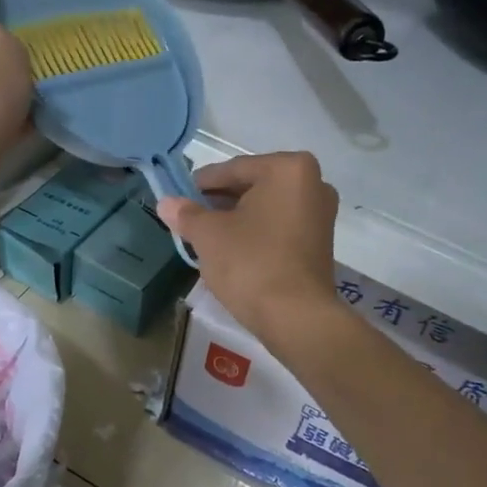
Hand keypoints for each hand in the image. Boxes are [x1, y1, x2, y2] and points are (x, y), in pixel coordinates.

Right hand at [157, 152, 344, 347]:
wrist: (295, 317)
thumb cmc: (250, 263)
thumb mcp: (209, 235)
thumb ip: (186, 214)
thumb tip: (165, 203)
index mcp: (288, 169)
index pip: (233, 169)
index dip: (201, 184)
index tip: (177, 196)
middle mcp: (313, 183)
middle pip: (252, 185)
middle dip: (219, 201)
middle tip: (189, 216)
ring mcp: (320, 214)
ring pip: (266, 207)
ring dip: (236, 217)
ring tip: (205, 235)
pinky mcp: (320, 242)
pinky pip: (279, 226)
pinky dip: (255, 232)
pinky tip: (231, 249)